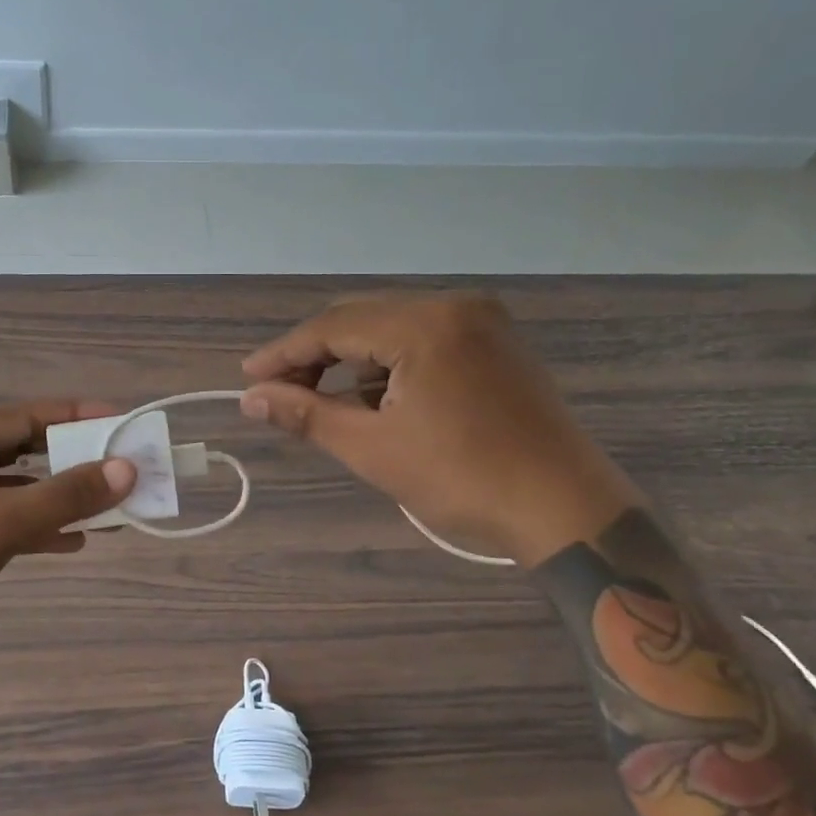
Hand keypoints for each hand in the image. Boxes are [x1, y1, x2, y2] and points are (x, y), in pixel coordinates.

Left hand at [0, 401, 135, 661]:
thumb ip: (65, 495)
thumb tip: (127, 470)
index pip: (27, 416)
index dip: (80, 420)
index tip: (126, 424)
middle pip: (25, 450)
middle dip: (75, 464)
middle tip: (126, 470)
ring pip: (18, 488)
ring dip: (60, 499)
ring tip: (112, 508)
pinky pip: (3, 518)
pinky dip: (37, 526)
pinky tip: (74, 540)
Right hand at [240, 292, 636, 562]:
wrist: (567, 510)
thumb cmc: (464, 480)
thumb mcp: (374, 449)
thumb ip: (307, 414)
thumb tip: (251, 399)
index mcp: (425, 324)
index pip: (334, 326)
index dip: (285, 353)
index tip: (248, 377)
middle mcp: (454, 305)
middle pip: (361, 318)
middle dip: (316, 354)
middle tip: (278, 392)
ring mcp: (482, 321)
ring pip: (392, 327)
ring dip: (352, 360)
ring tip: (321, 400)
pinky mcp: (496, 342)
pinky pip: (423, 339)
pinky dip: (389, 364)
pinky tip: (373, 397)